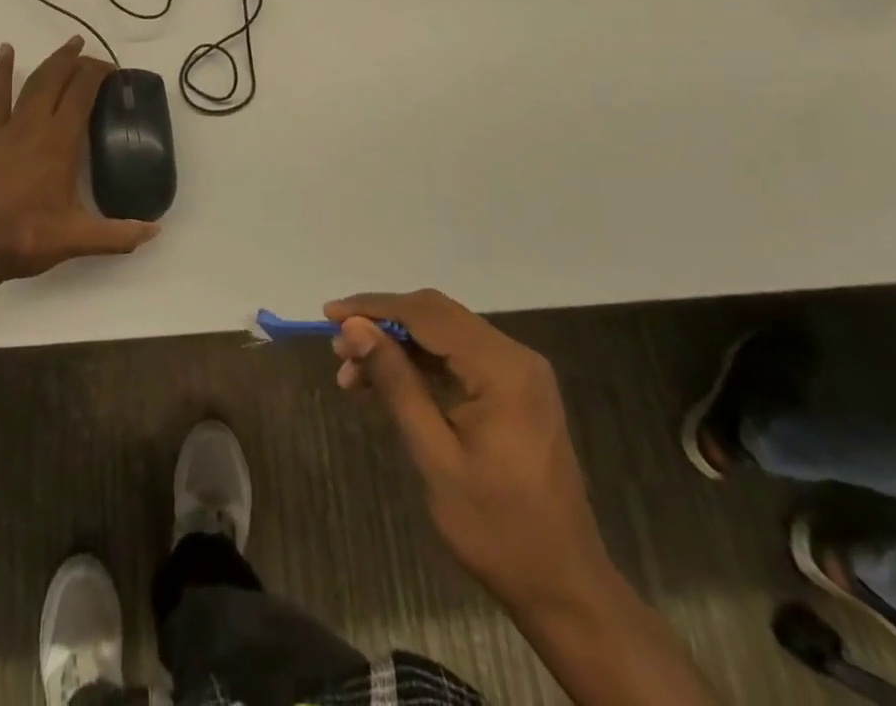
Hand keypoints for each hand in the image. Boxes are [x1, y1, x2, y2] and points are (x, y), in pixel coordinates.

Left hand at [0, 38, 159, 291]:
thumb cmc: (26, 237)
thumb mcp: (77, 239)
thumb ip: (119, 235)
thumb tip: (156, 231)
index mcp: (59, 142)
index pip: (82, 93)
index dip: (98, 74)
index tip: (114, 70)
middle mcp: (35, 126)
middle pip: (58, 80)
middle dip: (78, 61)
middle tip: (95, 54)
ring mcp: (9, 129)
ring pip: (34, 83)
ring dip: (52, 62)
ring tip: (69, 45)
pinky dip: (2, 72)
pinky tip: (6, 51)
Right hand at [325, 290, 614, 617]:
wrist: (565, 588)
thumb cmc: (497, 528)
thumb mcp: (435, 456)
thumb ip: (396, 383)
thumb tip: (354, 328)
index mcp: (502, 369)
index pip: (427, 314)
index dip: (373, 307)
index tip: (329, 315)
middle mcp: (515, 356)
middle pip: (436, 315)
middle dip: (382, 324)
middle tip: (339, 350)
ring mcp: (519, 372)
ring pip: (444, 333)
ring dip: (398, 344)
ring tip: (354, 374)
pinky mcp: (516, 389)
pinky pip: (459, 356)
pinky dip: (420, 362)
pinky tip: (387, 383)